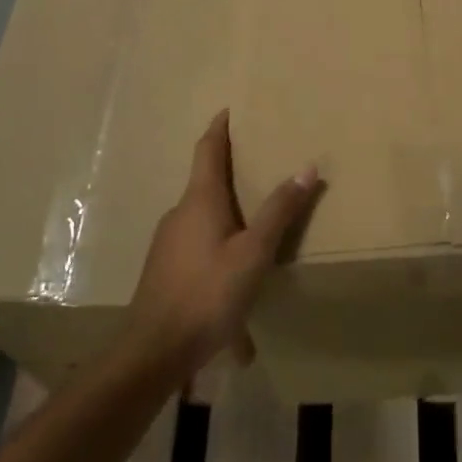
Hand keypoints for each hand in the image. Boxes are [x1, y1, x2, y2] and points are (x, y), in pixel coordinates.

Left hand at [127, 111, 319, 377]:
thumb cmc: (208, 293)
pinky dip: (218, 242)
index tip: (227, 110)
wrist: (154, 350)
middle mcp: (179, 213)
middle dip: (228, 169)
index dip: (218, 129)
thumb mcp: (254, 253)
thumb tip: (307, 166)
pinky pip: (197, 243)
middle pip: (204, 181)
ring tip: (253, 219)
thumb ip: (280, 211)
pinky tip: (235, 272)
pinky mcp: (165, 269)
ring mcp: (168, 242)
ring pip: (201, 216)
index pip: (208, 151)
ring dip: (225, 211)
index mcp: (200, 201)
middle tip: (257, 162)